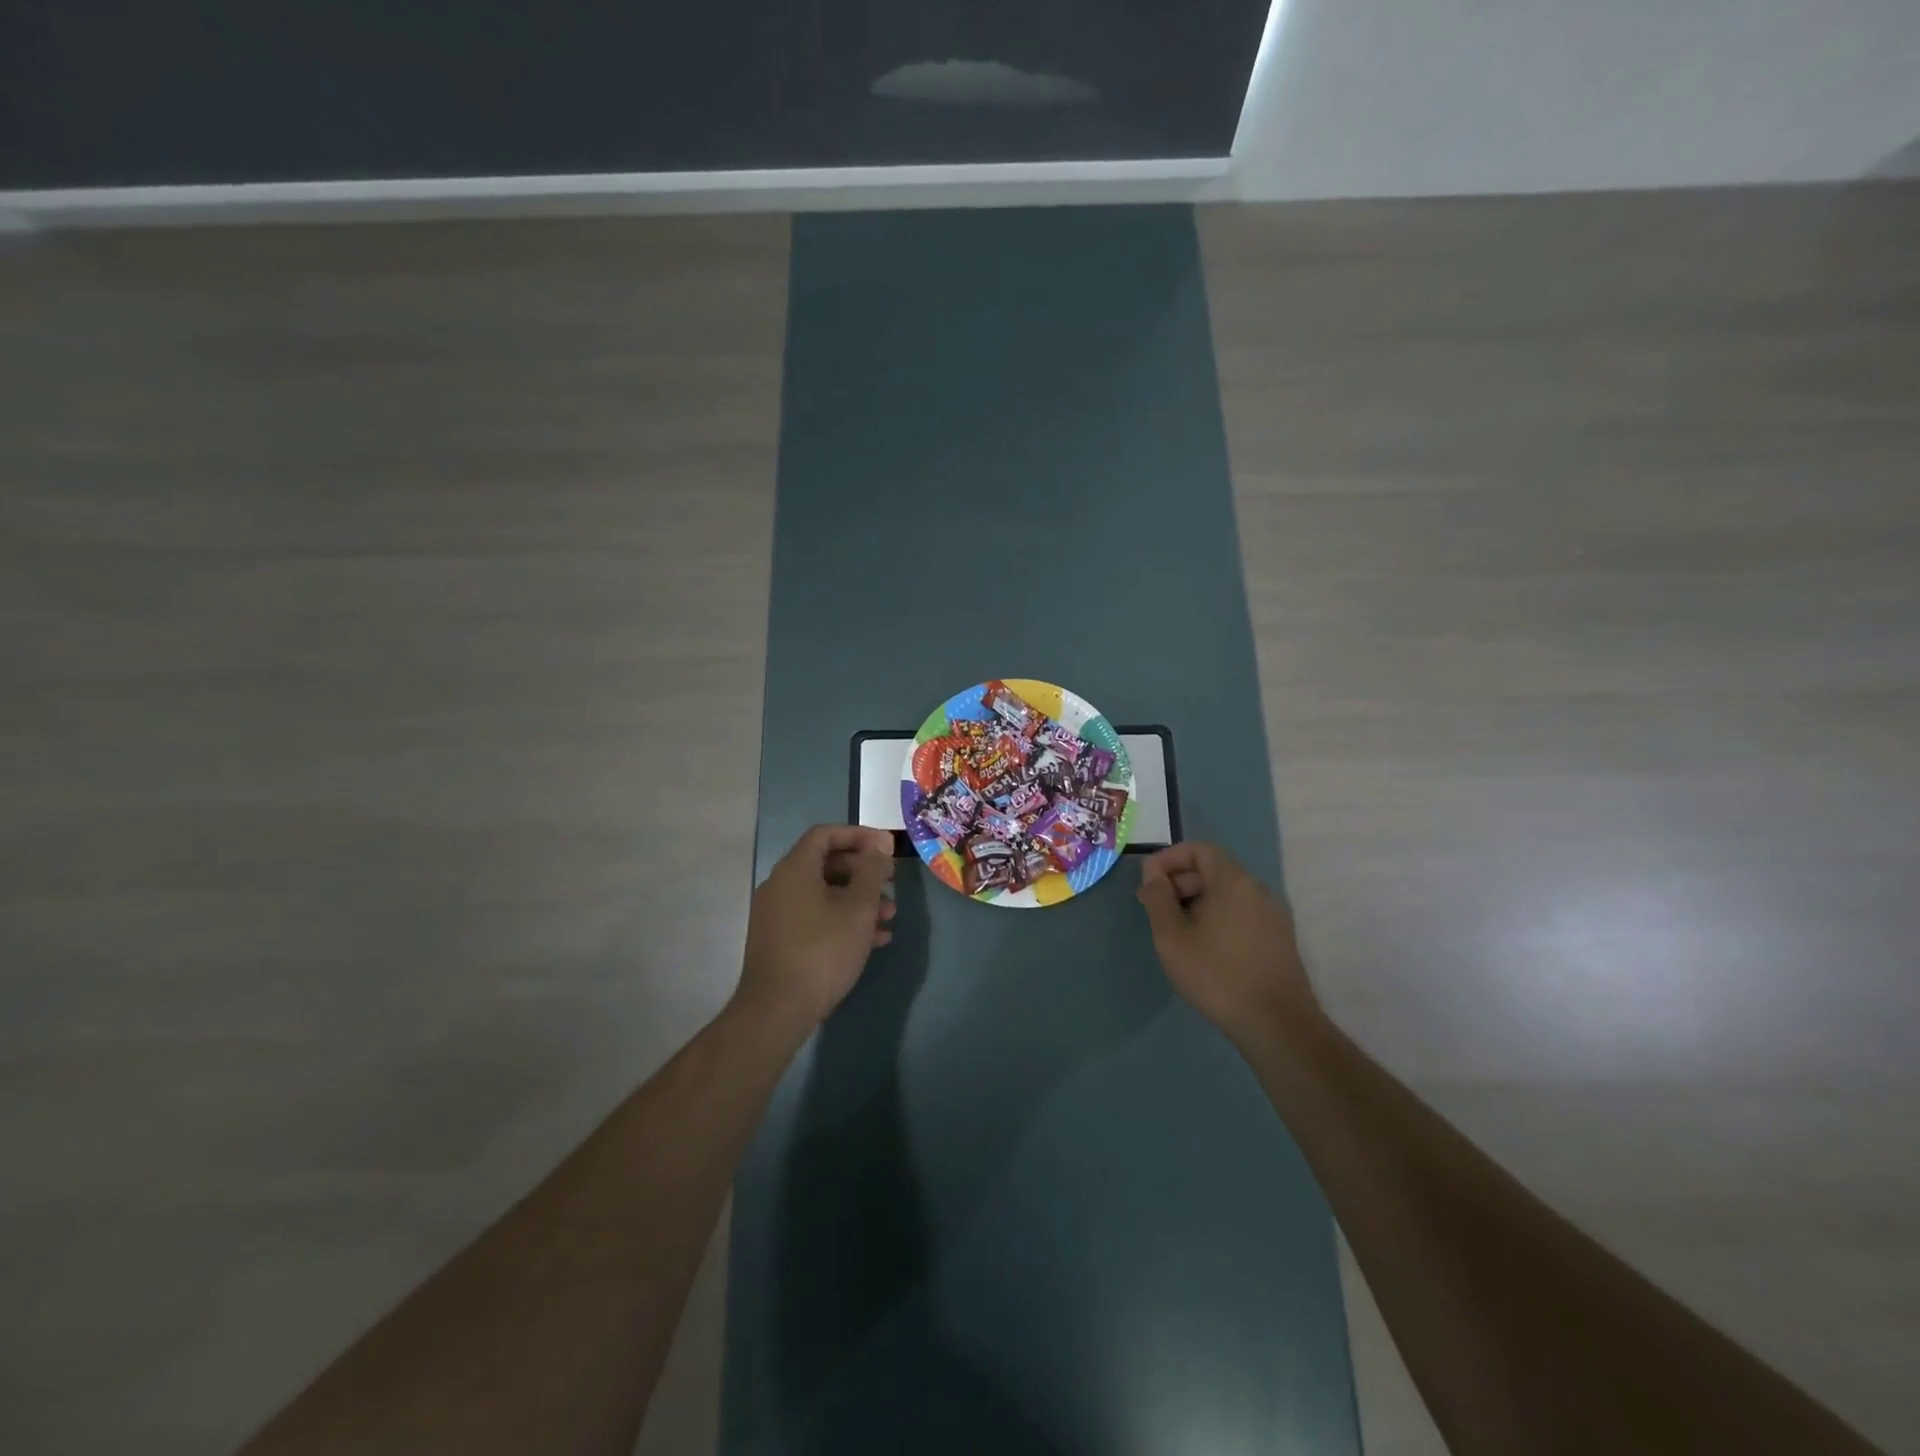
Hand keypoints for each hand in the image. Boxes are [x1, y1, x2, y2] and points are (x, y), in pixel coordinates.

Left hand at [736, 825, 896, 1032]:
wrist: (777, 1010)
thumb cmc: (822, 951)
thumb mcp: (858, 908)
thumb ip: (872, 871)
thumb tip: (880, 844)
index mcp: (794, 869)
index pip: (825, 834)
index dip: (858, 835)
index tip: (886, 847)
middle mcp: (780, 885)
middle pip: (826, 864)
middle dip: (863, 872)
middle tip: (892, 883)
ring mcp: (778, 914)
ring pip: (824, 894)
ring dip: (858, 900)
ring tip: (889, 917)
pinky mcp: (781, 940)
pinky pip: (816, 917)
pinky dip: (843, 920)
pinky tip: (873, 940)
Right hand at [1137, 842, 1322, 1047]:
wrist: (1277, 1025)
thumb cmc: (1217, 975)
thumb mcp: (1172, 937)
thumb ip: (1158, 898)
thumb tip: (1153, 874)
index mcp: (1234, 881)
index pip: (1200, 849)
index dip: (1169, 858)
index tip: (1147, 881)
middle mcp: (1258, 890)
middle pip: (1214, 870)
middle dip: (1180, 881)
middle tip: (1153, 906)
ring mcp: (1273, 915)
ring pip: (1227, 893)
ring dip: (1196, 901)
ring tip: (1173, 929)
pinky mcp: (1278, 939)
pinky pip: (1240, 913)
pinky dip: (1216, 916)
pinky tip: (1201, 946)